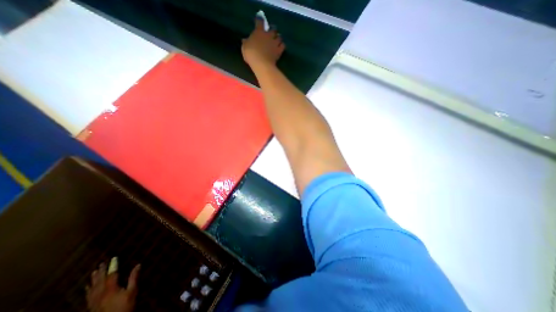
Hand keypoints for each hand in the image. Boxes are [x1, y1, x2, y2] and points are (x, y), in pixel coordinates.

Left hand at [87, 259, 139, 311]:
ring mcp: (94, 302)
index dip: (113, 266)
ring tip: (94, 272)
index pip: (112, 274)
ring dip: (94, 279)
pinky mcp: (91, 307)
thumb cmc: (125, 306)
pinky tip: (88, 287)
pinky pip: (88, 296)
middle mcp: (100, 294)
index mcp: (111, 289)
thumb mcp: (132, 291)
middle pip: (100, 281)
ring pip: (92, 288)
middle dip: (101, 271)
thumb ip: (133, 278)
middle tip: (101, 263)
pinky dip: (88, 290)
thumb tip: (138, 265)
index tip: (114, 258)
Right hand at [242, 17, 283, 67]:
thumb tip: (245, 40)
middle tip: (271, 33)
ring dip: (278, 38)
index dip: (259, 20)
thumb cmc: (251, 54)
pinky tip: (280, 47)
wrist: (261, 64)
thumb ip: (246, 43)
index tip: (259, 20)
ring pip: (279, 37)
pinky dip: (282, 45)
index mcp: (259, 32)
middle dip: (272, 30)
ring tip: (277, 40)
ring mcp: (275, 42)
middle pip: (273, 29)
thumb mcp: (244, 48)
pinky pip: (283, 45)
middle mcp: (268, 35)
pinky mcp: (279, 50)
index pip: (260, 22)